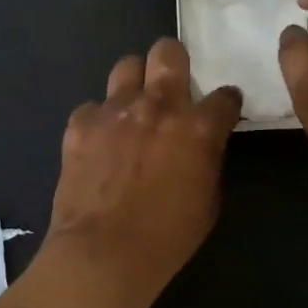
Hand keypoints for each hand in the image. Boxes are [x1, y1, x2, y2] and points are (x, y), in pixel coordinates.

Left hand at [45, 38, 242, 298]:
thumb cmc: (166, 239)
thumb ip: (208, 160)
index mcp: (198, 127)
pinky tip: (99, 142)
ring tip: (133, 106)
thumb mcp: (208, 202)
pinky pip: (93, 107)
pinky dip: (100, 120)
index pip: (225, 96)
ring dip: (135, 82)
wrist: (102, 254)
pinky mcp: (81, 123)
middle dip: (174, 62)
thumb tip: (202, 147)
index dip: (226, 103)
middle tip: (172, 83)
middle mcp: (158, 105)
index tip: (222, 110)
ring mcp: (115, 109)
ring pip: (127, 66)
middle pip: (168, 52)